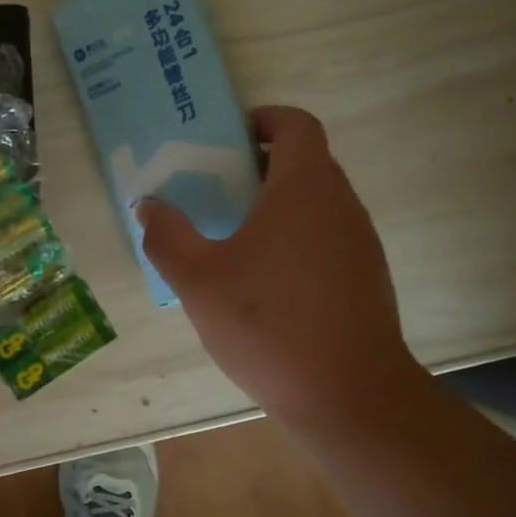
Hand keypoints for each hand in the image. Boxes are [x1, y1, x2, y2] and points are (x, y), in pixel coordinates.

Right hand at [137, 105, 429, 439]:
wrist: (349, 396)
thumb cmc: (269, 326)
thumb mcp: (199, 281)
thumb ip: (168, 237)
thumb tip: (149, 207)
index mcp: (304, 190)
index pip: (297, 126)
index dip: (265, 119)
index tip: (230, 137)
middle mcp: (341, 205)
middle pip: (306, 162)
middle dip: (261, 165)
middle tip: (217, 189)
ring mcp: (360, 243)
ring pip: (318, 202)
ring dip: (279, 204)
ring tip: (235, 236)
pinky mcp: (366, 277)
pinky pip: (327, 236)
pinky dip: (296, 237)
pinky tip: (265, 281)